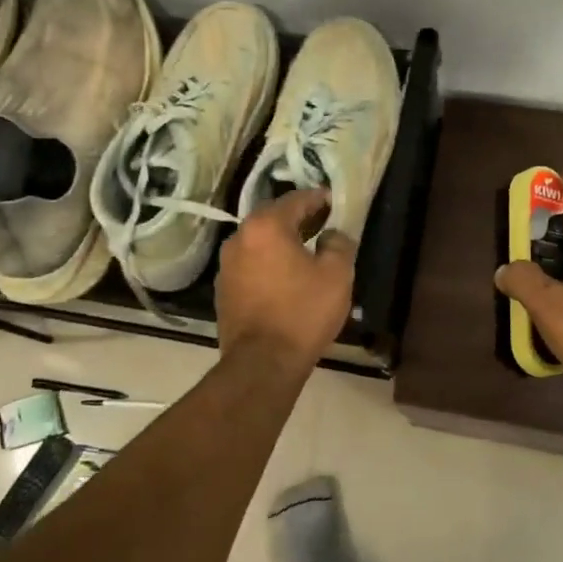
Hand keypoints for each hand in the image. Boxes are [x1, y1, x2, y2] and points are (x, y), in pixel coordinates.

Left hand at [217, 189, 355, 368]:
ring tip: (307, 251)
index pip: (296, 199)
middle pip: (273, 217)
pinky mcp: (223, 290)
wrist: (262, 363)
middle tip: (324, 224)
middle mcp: (239, 238)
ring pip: (260, 242)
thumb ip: (339, 244)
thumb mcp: (337, 275)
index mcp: (266, 226)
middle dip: (299, 218)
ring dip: (282, 242)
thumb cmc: (303, 313)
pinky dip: (269, 263)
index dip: (319, 198)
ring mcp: (226, 265)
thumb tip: (333, 234)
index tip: (335, 202)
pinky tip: (286, 278)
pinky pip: (251, 265)